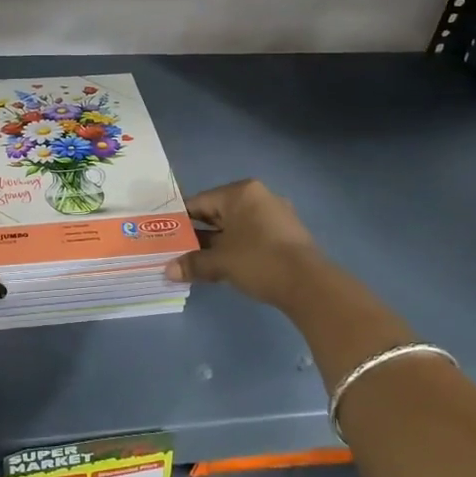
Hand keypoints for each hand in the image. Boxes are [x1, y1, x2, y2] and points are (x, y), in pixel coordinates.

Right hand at [164, 178, 321, 309]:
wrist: (309, 284)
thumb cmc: (258, 260)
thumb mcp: (220, 262)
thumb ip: (193, 263)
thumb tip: (168, 270)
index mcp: (240, 192)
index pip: (200, 201)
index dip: (180, 220)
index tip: (166, 235)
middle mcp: (258, 197)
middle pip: (218, 213)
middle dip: (198, 233)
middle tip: (177, 250)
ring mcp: (275, 215)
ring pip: (235, 226)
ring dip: (216, 243)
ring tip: (197, 261)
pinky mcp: (285, 234)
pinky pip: (251, 235)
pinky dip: (236, 248)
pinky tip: (224, 266)